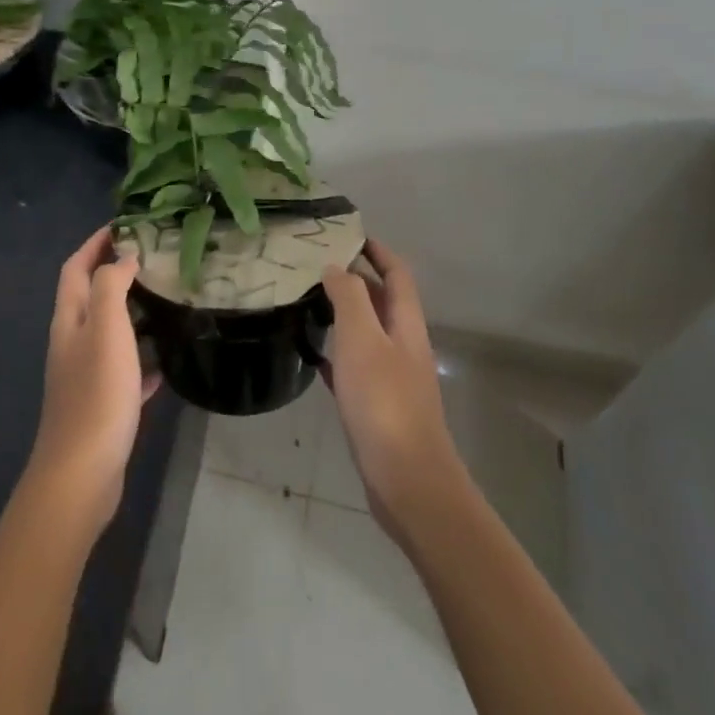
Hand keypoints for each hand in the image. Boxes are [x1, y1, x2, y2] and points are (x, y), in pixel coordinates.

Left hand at [29, 228, 159, 535]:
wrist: (82, 472)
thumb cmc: (96, 392)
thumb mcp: (105, 328)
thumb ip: (111, 286)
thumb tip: (123, 258)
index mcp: (70, 319)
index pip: (76, 267)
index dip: (94, 242)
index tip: (124, 224)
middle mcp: (72, 342)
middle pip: (90, 296)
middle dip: (114, 272)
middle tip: (152, 259)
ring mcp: (85, 374)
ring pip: (108, 332)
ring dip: (131, 313)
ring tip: (164, 301)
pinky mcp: (102, 403)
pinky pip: (124, 370)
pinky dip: (141, 359)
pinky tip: (164, 363)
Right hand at [321, 241, 469, 546]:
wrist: (406, 479)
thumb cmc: (384, 401)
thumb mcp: (363, 339)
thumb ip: (350, 298)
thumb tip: (337, 267)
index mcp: (406, 324)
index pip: (397, 274)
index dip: (378, 251)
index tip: (349, 235)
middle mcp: (403, 346)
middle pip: (382, 301)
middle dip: (355, 280)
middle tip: (316, 267)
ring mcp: (392, 378)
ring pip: (366, 334)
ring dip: (343, 316)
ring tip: (308, 303)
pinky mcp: (377, 407)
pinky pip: (354, 368)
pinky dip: (336, 355)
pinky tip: (312, 357)